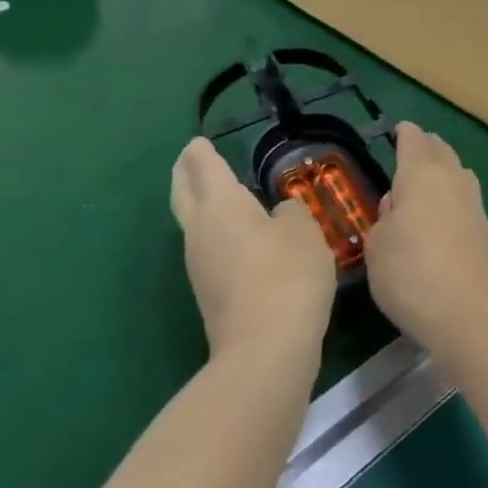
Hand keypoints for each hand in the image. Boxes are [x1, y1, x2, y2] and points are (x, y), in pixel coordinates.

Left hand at [171, 138, 337, 356]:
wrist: (267, 346)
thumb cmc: (288, 274)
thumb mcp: (304, 230)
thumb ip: (290, 212)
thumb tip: (277, 215)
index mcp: (221, 205)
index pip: (204, 167)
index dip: (201, 152)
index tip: (198, 141)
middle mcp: (200, 231)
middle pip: (182, 194)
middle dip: (184, 173)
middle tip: (190, 159)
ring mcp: (199, 265)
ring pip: (192, 223)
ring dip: (199, 205)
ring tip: (218, 194)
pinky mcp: (209, 293)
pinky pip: (207, 248)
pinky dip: (215, 232)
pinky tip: (238, 236)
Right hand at [364, 124, 487, 351]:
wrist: (466, 310)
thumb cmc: (410, 273)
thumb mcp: (377, 245)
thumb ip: (384, 217)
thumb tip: (398, 205)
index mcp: (420, 174)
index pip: (412, 140)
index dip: (404, 132)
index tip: (398, 129)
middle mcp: (451, 178)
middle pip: (440, 150)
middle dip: (426, 145)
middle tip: (412, 148)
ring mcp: (473, 201)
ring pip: (457, 171)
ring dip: (443, 167)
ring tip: (428, 176)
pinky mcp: (485, 226)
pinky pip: (466, 196)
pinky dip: (453, 193)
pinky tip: (444, 210)